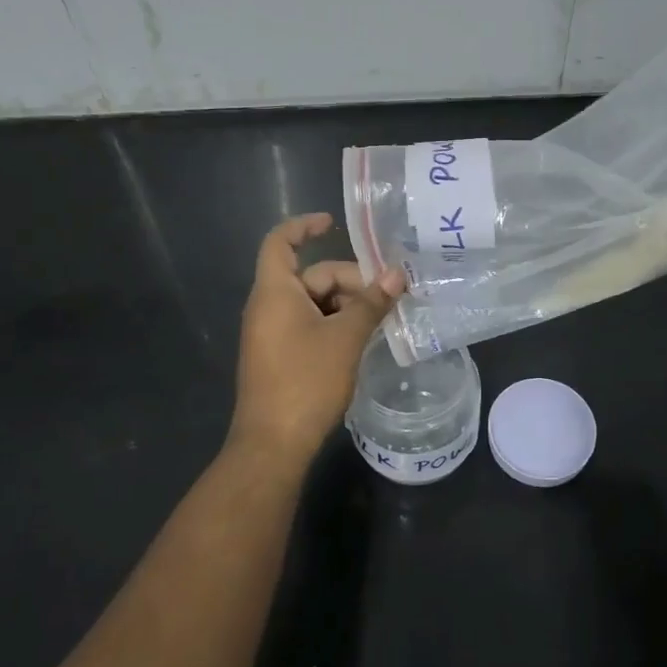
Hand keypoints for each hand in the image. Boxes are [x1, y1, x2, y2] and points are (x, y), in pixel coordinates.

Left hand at [227, 213, 405, 464]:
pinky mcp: (280, 356)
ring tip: (382, 320)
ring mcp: (272, 334)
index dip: (304, 226)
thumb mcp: (345, 338)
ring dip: (347, 306)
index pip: (280, 242)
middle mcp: (268, 307)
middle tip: (389, 296)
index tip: (333, 223)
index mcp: (275, 292)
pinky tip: (363, 340)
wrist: (272, 443)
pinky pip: (309, 326)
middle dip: (350, 281)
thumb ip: (371, 303)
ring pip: (314, 303)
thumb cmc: (306, 381)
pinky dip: (336, 325)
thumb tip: (398, 274)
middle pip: (311, 276)